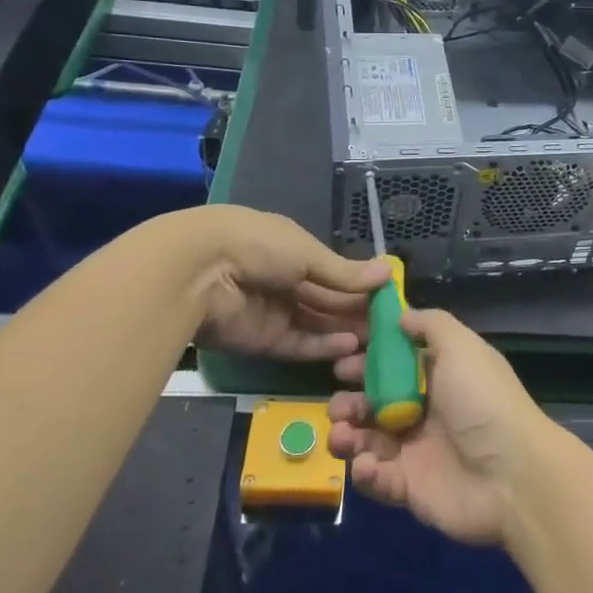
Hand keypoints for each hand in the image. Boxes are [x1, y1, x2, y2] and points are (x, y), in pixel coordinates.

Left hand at [189, 207, 389, 361]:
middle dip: (356, 311)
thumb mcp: (309, 253)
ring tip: (376, 341)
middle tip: (390, 326)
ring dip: (344, 331)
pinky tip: (349, 346)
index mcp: (292, 250)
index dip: (359, 283)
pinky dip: (323, 346)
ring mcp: (273, 312)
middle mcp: (284, 280)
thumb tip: (387, 273)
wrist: (201, 271)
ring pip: (316, 325)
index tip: (388, 296)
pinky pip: (300, 345)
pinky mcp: (263, 342)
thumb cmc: (260, 246)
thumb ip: (346, 272)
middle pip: (327, 300)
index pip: (333, 270)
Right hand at [328, 307, 551, 545]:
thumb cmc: (483, 401)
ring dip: (348, 435)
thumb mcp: (461, 347)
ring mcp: (417, 452)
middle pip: (375, 403)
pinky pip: (377, 479)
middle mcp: (426, 411)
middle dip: (350, 402)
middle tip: (338, 404)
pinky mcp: (410, 489)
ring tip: (341, 434)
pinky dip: (365, 472)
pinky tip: (365, 465)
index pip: (395, 365)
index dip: (368, 360)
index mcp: (440, 377)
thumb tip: (401, 315)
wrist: (512, 475)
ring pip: (368, 441)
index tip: (343, 359)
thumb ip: (431, 325)